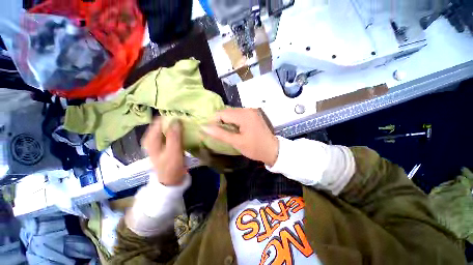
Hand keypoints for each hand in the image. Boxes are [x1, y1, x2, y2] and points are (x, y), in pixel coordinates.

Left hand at [142, 118, 186, 185]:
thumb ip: (174, 136)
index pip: (159, 120)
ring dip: (176, 125)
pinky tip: (184, 130)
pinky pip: (171, 133)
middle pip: (163, 123)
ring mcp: (159, 141)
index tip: (182, 114)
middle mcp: (152, 137)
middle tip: (186, 118)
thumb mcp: (173, 151)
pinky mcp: (165, 144)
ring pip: (167, 127)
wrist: (171, 180)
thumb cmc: (171, 167)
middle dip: (174, 120)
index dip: (170, 116)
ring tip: (187, 122)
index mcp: (151, 138)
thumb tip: (176, 119)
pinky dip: (177, 130)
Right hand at [203, 108, 278, 165]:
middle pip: (227, 111)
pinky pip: (239, 115)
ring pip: (233, 113)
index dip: (214, 121)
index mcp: (244, 115)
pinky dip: (234, 120)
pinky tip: (234, 128)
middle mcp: (248, 109)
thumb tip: (204, 127)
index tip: (211, 131)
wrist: (272, 150)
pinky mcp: (253, 114)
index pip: (222, 113)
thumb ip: (220, 134)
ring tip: (225, 131)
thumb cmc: (255, 148)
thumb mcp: (236, 142)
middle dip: (220, 121)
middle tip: (218, 132)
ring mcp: (252, 111)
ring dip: (227, 121)